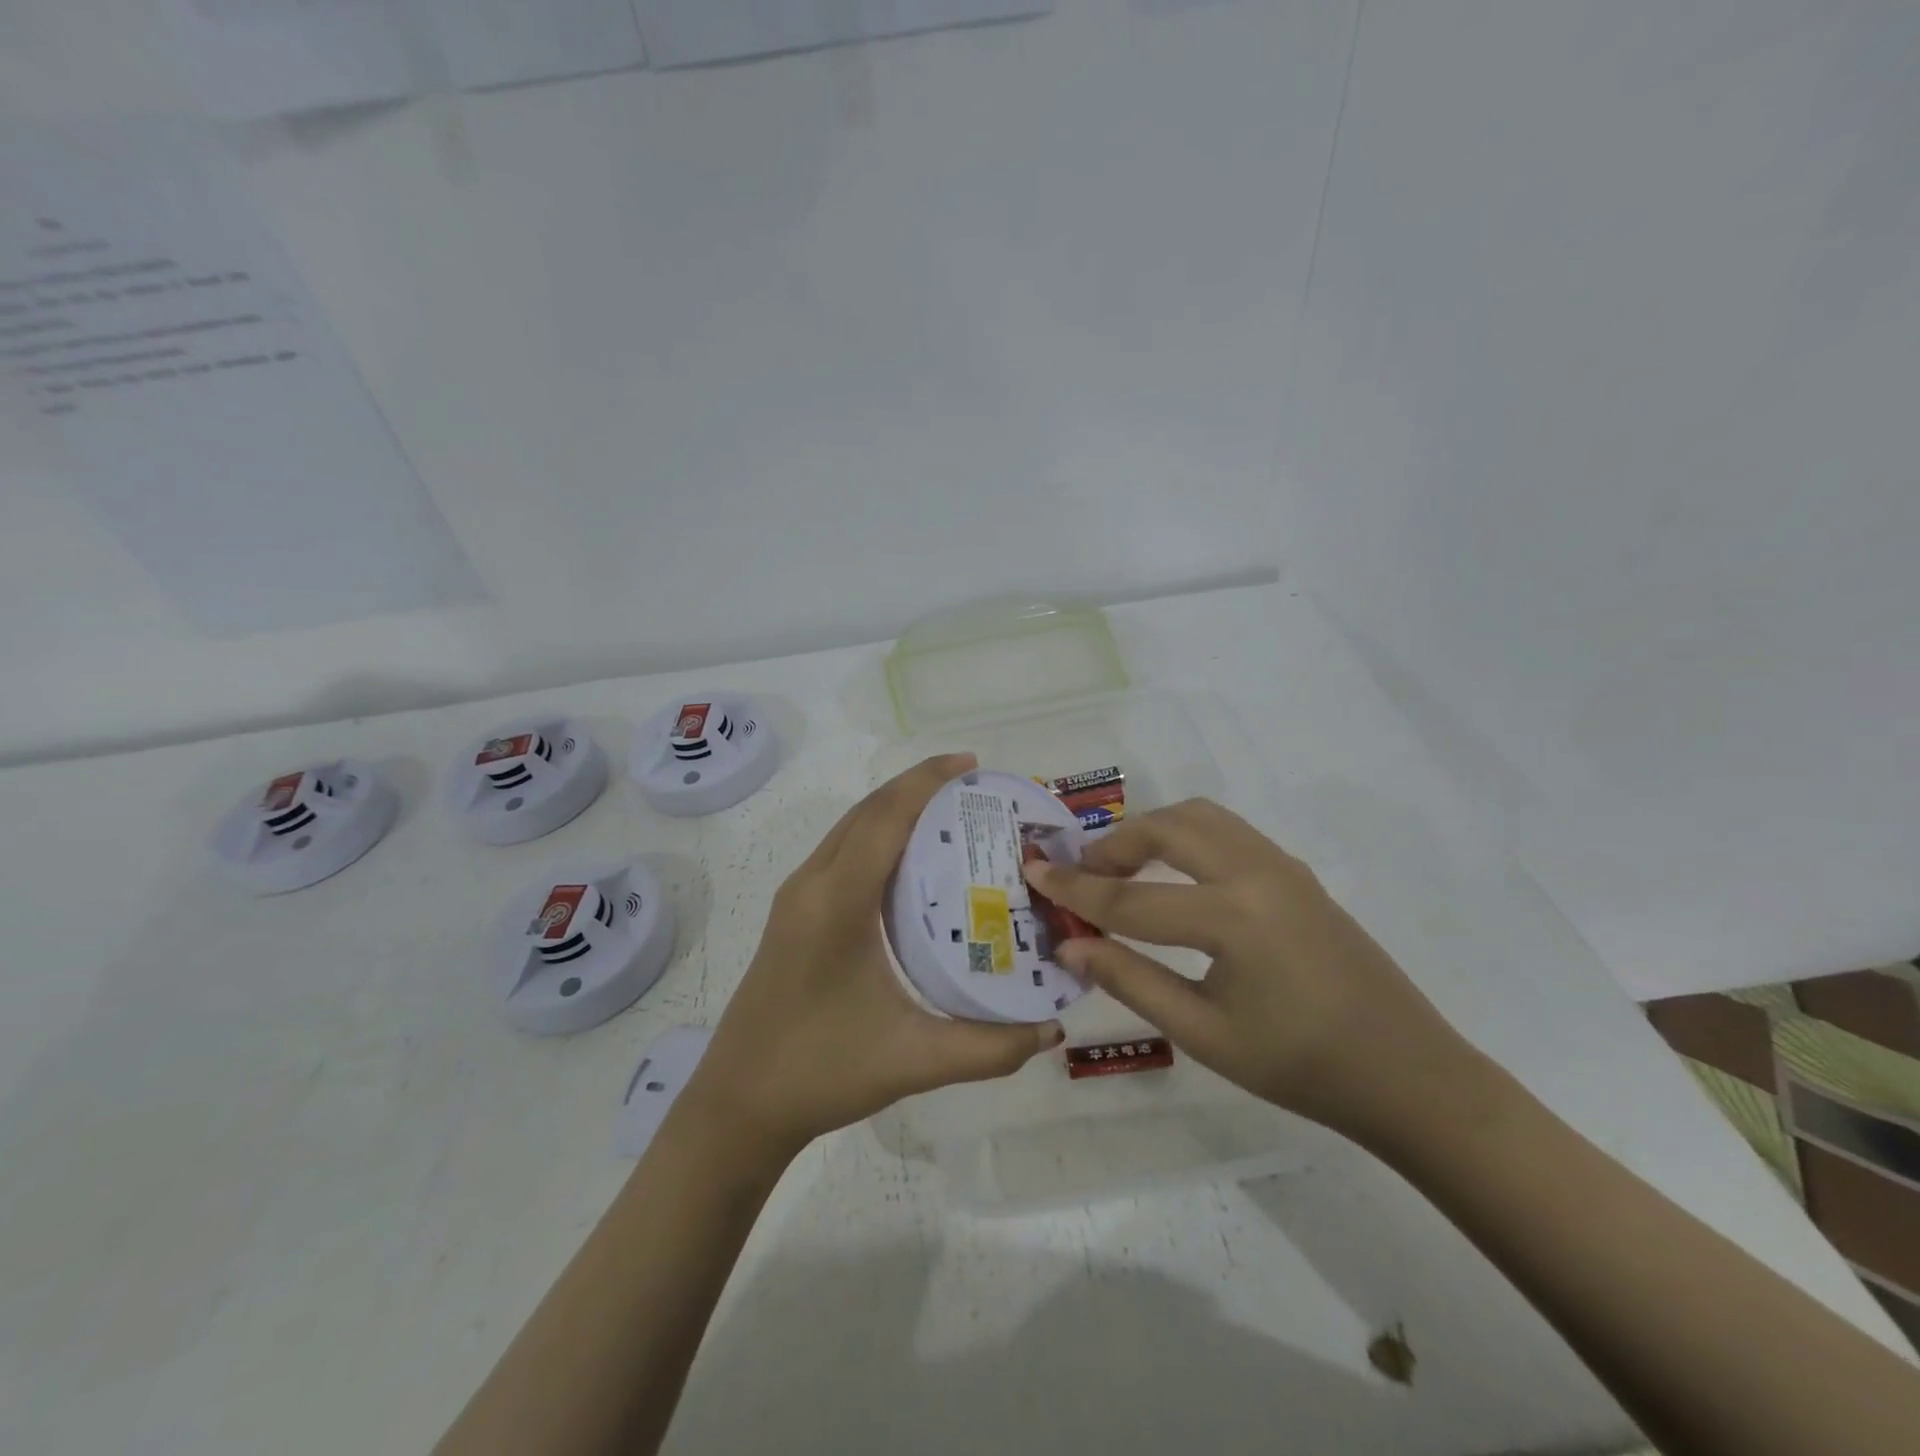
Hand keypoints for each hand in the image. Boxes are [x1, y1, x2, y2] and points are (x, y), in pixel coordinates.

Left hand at [684, 754, 1064, 1157]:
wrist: (737, 1104)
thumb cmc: (820, 1072)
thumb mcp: (912, 1061)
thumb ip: (989, 1048)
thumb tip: (1053, 1028)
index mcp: (836, 903)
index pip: (885, 818)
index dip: (927, 781)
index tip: (972, 764)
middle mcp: (812, 884)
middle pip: (867, 810)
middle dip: (918, 786)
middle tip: (975, 786)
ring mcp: (797, 897)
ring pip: (850, 827)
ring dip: (895, 807)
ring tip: (950, 811)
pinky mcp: (793, 913)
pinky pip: (841, 851)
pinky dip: (878, 834)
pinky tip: (911, 861)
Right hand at [1022, 798, 1468, 1139]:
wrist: (1408, 1074)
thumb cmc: (1302, 1067)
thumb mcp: (1204, 1033)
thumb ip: (1130, 981)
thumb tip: (1071, 948)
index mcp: (1234, 918)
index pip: (1131, 900)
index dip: (1075, 891)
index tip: (1032, 872)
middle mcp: (1257, 872)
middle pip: (1166, 830)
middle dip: (1113, 846)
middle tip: (1081, 874)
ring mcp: (1282, 865)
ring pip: (1200, 817)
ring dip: (1152, 832)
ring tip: (1122, 868)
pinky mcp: (1296, 871)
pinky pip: (1227, 832)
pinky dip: (1186, 837)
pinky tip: (1173, 875)